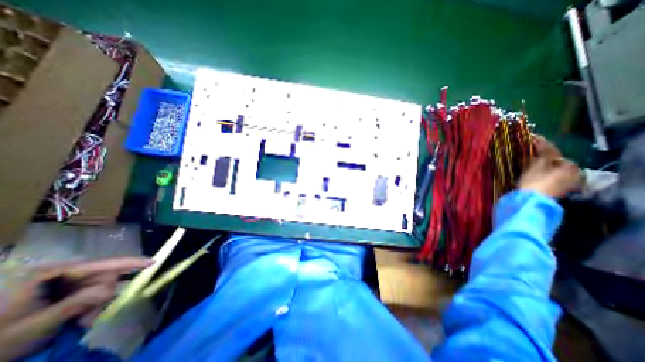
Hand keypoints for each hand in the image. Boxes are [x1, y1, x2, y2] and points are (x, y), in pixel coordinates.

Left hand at [0, 257, 151, 361]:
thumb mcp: (34, 327)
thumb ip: (76, 304)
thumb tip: (111, 289)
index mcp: (50, 274)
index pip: (101, 264)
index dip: (129, 262)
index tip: (153, 262)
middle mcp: (59, 274)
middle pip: (101, 276)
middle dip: (103, 295)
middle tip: (89, 319)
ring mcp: (60, 283)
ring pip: (97, 286)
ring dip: (95, 304)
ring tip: (79, 324)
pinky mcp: (61, 292)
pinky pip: (89, 293)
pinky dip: (89, 307)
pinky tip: (77, 321)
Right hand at [518, 134, 585, 196]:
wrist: (531, 201)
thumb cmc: (534, 181)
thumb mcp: (536, 165)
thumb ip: (540, 153)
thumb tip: (540, 142)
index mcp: (569, 165)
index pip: (553, 150)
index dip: (541, 144)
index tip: (532, 138)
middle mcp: (572, 172)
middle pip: (555, 160)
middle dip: (543, 155)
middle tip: (531, 149)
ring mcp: (566, 182)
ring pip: (552, 168)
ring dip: (542, 163)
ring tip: (530, 159)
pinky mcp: (557, 189)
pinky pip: (550, 175)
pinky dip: (542, 170)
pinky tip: (533, 169)